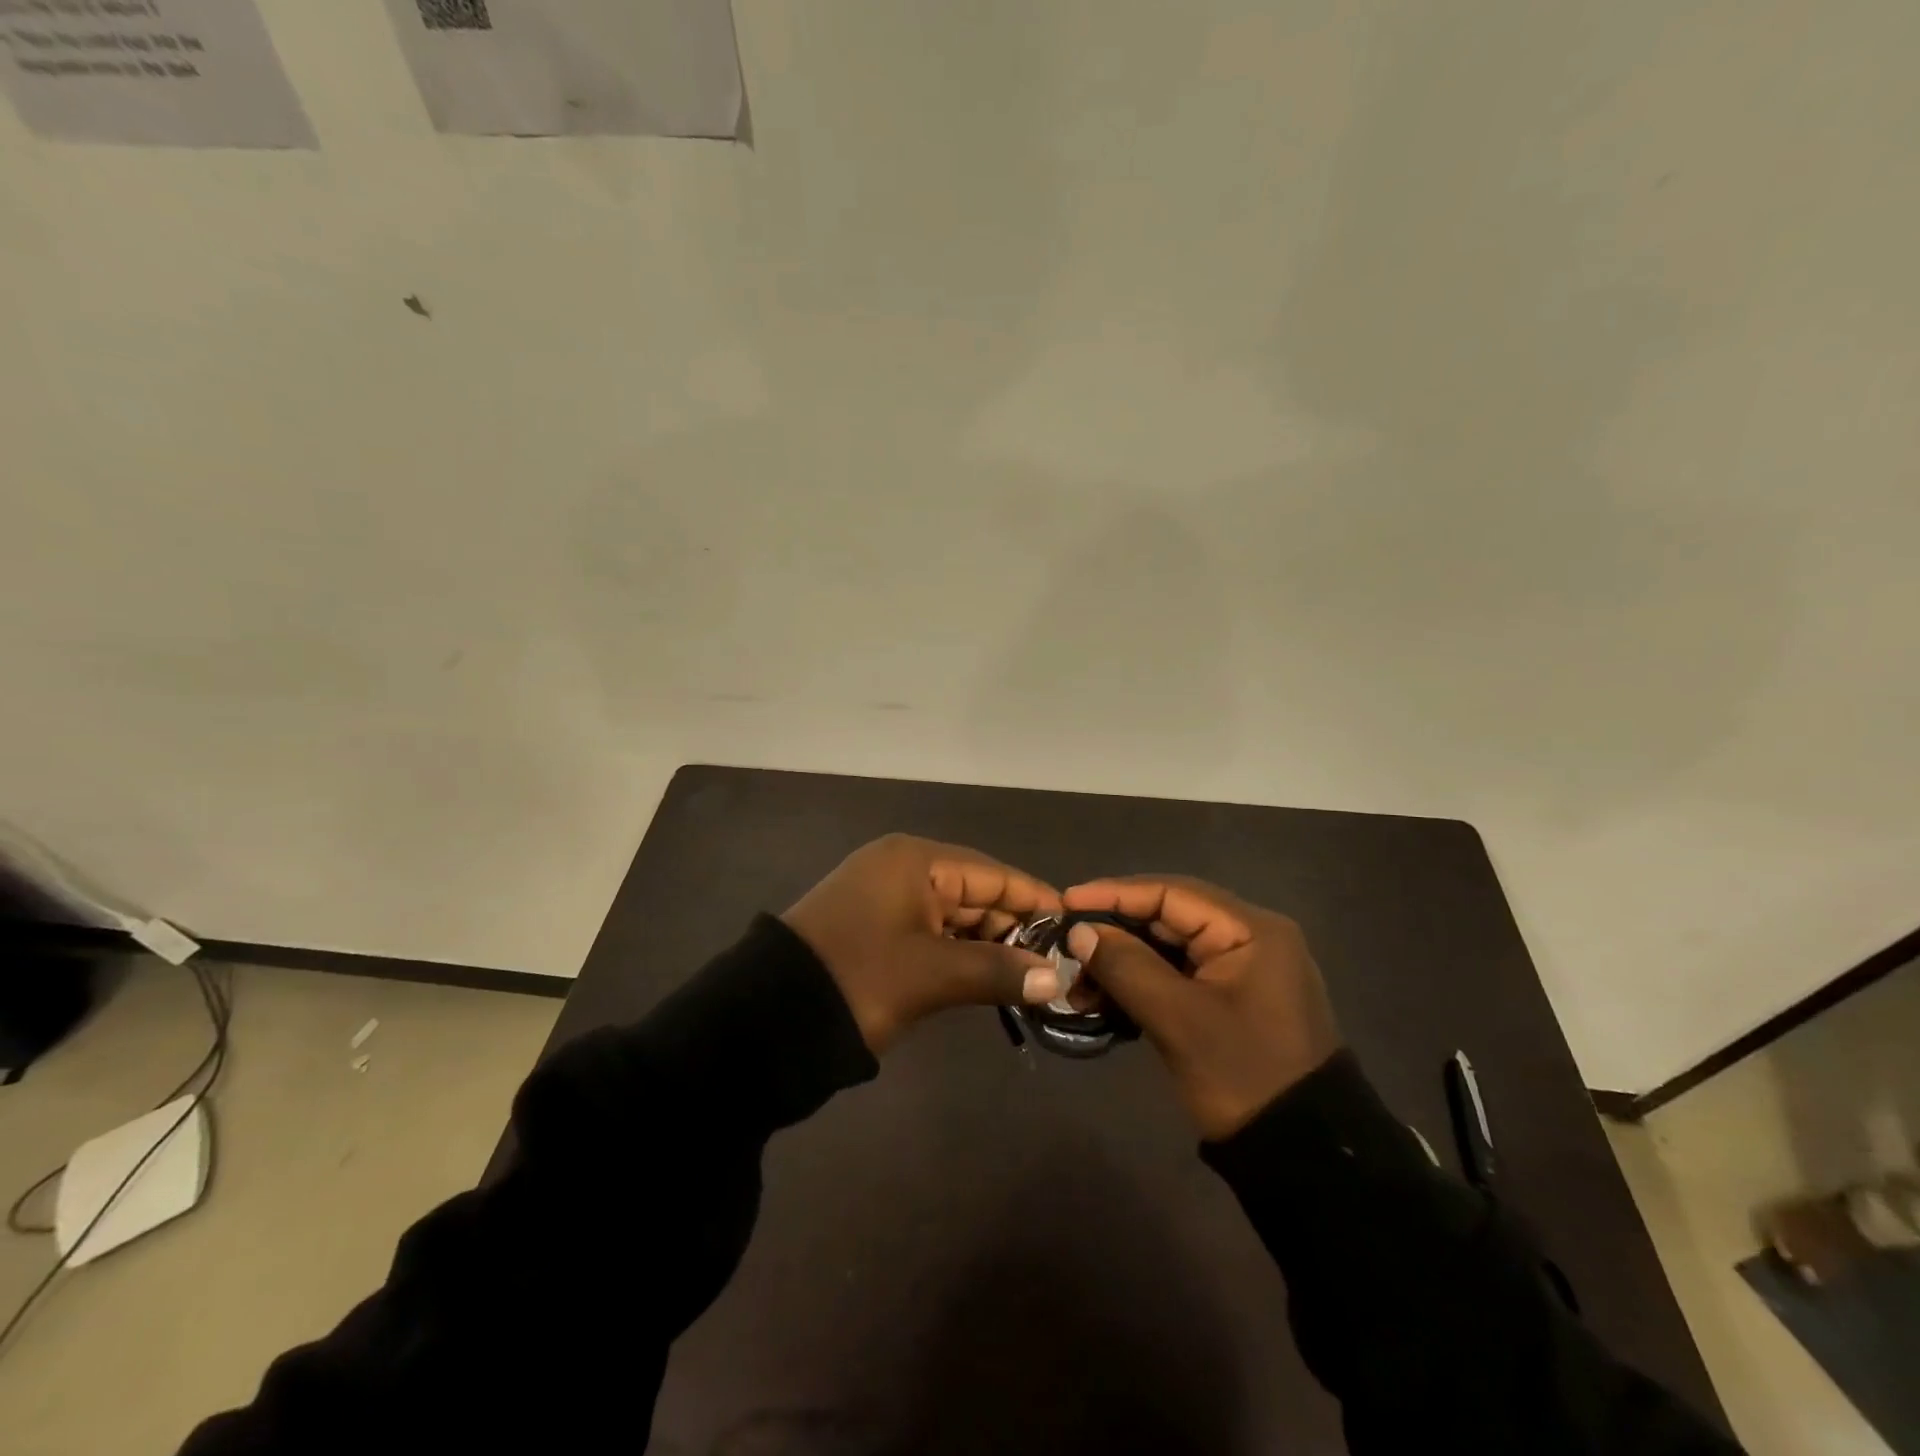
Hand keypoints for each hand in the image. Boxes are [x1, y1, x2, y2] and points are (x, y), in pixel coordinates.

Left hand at [782, 834, 1064, 1053]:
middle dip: (1014, 929)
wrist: (767, 1019)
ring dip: (987, 945)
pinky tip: (987, 978)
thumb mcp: (932, 975)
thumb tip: (1056, 979)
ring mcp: (885, 897)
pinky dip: (958, 953)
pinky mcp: (874, 927)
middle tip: (1055, 966)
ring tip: (1030, 978)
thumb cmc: (859, 980)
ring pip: (953, 915)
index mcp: (915, 860)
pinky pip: (930, 932)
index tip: (1074, 929)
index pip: (992, 873)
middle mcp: (902, 867)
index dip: (1034, 900)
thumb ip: (999, 971)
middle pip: (974, 892)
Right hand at [1063, 876, 1340, 1139]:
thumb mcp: (1179, 1020)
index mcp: (1250, 930)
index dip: (1113, 894)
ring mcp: (1242, 967)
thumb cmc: (1244, 1077)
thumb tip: (1079, 931)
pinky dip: (1141, 982)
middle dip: (1114, 931)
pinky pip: (1178, 974)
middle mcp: (1249, 936)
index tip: (1065, 902)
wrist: (1303, 1156)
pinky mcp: (1231, 996)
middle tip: (1065, 943)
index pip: (1171, 892)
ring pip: (1168, 947)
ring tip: (1077, 981)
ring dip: (1122, 961)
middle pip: (1168, 916)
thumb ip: (1126, 966)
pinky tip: (1104, 998)